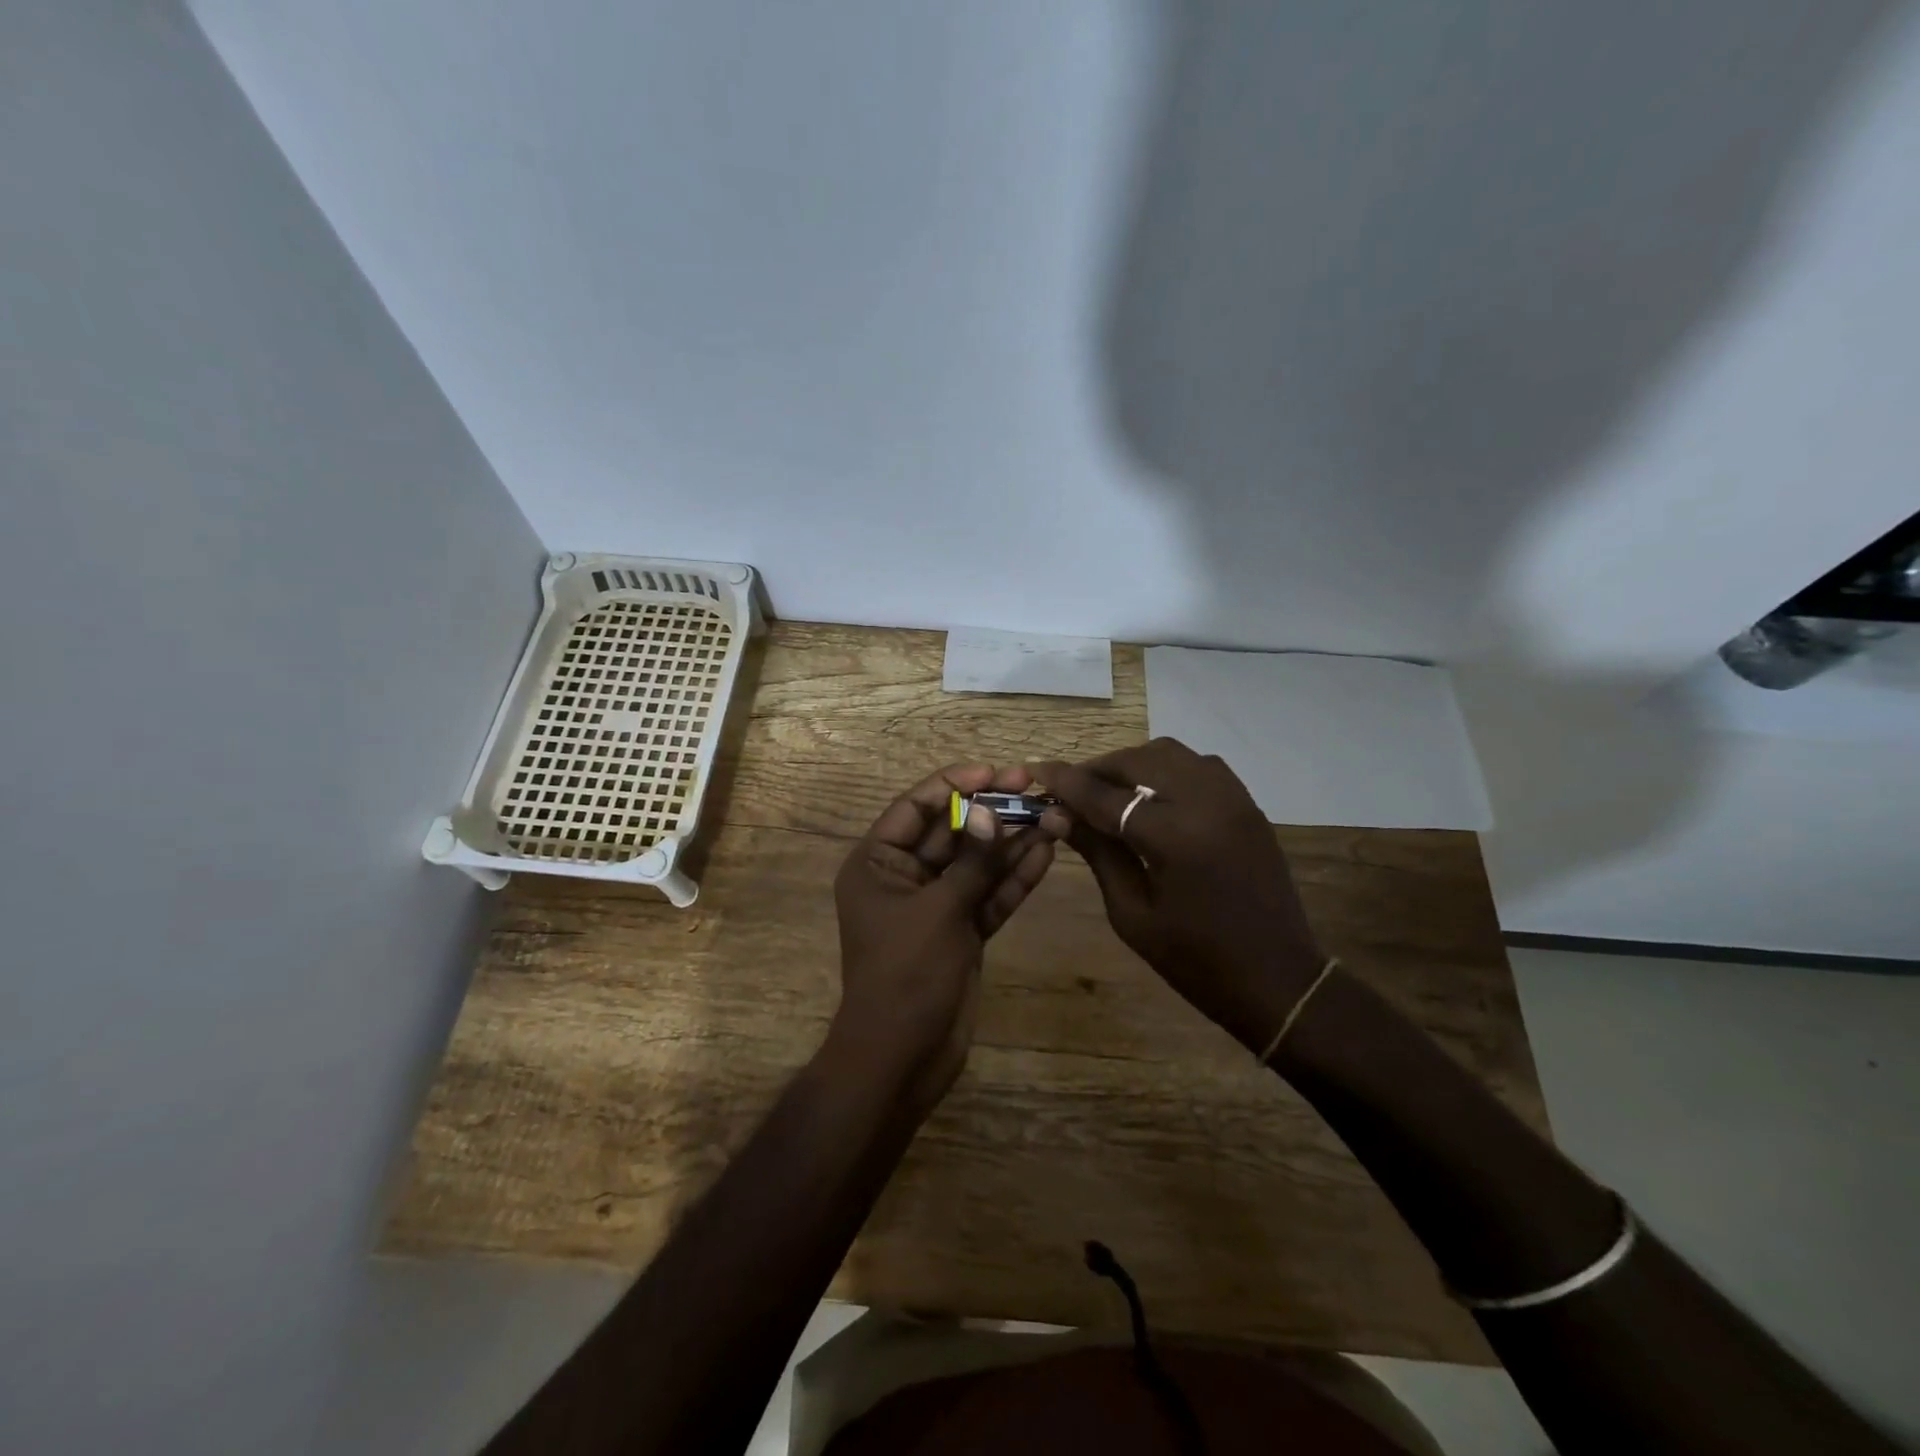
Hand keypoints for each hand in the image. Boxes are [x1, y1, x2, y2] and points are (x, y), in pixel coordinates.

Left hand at [828, 763, 1058, 1112]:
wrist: (902, 1059)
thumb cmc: (906, 974)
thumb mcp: (939, 911)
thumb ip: (971, 861)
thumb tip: (989, 811)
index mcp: (878, 864)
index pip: (915, 808)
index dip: (954, 784)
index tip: (994, 770)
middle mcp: (905, 878)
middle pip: (952, 832)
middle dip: (991, 811)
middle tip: (1034, 786)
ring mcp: (937, 906)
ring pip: (977, 864)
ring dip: (1012, 842)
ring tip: (1054, 815)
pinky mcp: (963, 932)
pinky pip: (989, 896)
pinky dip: (1014, 878)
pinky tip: (1046, 852)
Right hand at [1032, 739, 1324, 1053]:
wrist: (1277, 979)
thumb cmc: (1196, 960)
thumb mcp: (1132, 913)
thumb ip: (1098, 853)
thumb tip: (1057, 815)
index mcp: (1174, 837)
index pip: (1106, 795)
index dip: (1066, 782)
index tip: (1037, 770)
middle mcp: (1206, 802)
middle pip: (1138, 760)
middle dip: (1098, 769)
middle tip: (1071, 790)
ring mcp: (1233, 798)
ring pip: (1170, 753)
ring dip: (1132, 764)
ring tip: (1108, 790)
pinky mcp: (1247, 804)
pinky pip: (1198, 765)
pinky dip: (1166, 769)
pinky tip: (1150, 795)